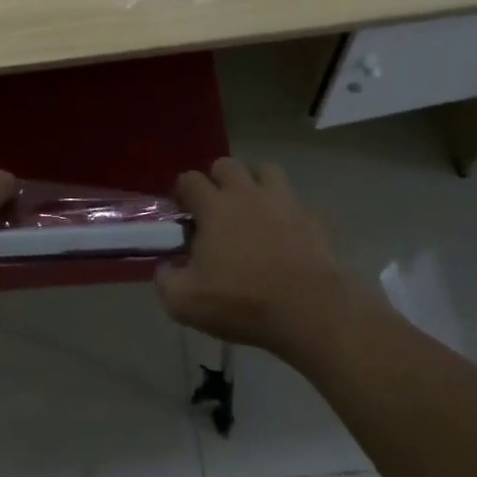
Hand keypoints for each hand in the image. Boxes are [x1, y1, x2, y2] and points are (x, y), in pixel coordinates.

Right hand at [156, 158, 350, 359]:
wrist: (309, 311)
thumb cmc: (242, 302)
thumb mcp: (185, 302)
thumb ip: (165, 279)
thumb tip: (165, 266)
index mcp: (214, 206)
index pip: (189, 179)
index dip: (182, 193)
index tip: (183, 214)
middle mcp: (246, 193)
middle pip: (226, 165)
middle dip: (217, 181)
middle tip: (216, 210)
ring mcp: (283, 201)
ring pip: (265, 171)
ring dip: (254, 184)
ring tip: (252, 211)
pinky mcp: (311, 218)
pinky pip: (295, 202)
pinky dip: (286, 212)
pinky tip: (284, 234)